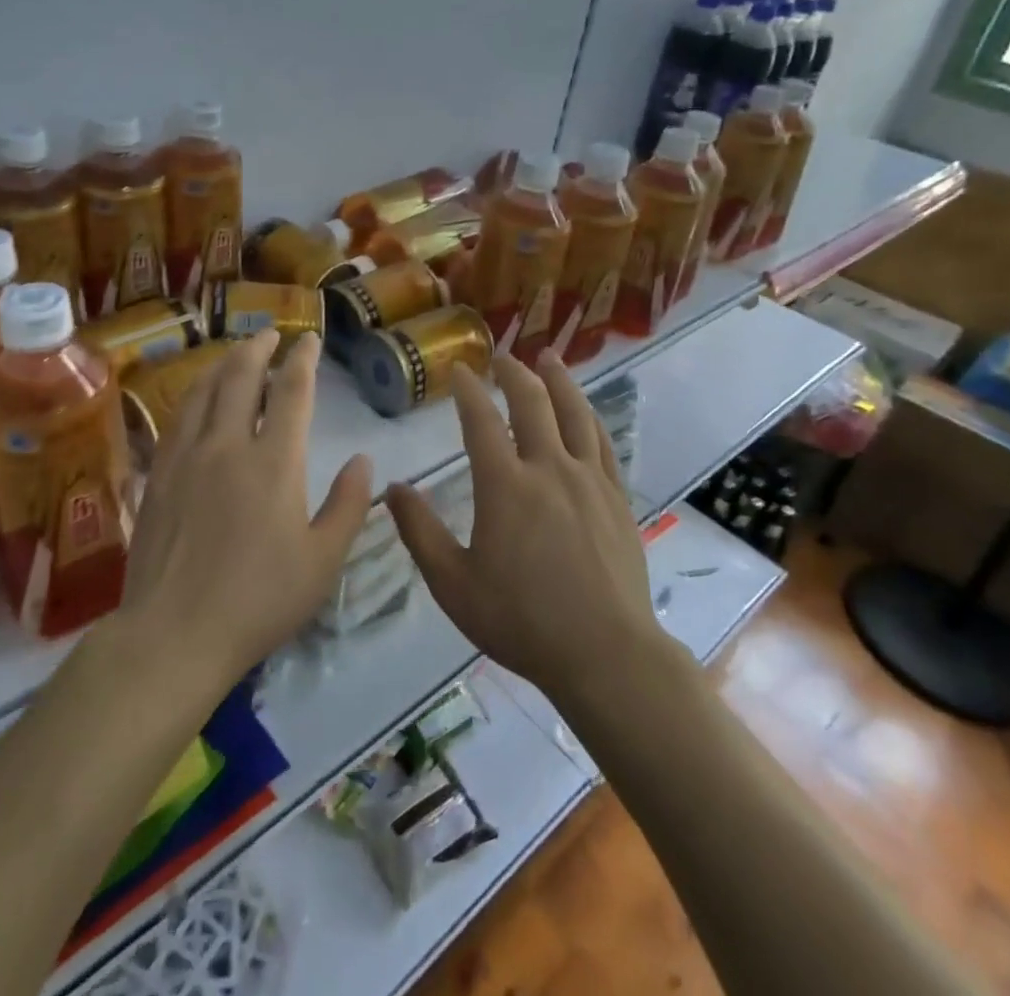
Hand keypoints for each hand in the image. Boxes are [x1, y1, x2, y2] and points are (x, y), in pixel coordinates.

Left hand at [120, 329, 371, 689]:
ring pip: (204, 391)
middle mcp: (228, 446)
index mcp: (275, 462)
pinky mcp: (159, 475)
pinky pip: (177, 418)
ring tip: (235, 352)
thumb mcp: (323, 561)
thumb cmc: (259, 601)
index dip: (303, 360)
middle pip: (241, 377)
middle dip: (258, 349)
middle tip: (269, 334)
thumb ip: (349, 505)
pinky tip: (196, 397)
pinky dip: (193, 394)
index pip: (291, 392)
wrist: (174, 633)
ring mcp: (187, 457)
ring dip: (223, 363)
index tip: (309, 340)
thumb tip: (365, 460)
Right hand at [384, 351, 657, 696]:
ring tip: (549, 358)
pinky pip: (602, 443)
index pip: (481, 421)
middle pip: (532, 404)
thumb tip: (392, 488)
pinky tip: (585, 411)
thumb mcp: (453, 584)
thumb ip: (420, 533)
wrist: (605, 653)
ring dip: (559, 381)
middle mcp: (549, 469)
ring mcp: (588, 481)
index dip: (468, 391)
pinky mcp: (616, 498)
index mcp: (505, 486)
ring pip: (574, 413)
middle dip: (514, 374)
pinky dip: (589, 417)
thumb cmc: (522, 620)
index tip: (460, 370)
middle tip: (502, 357)